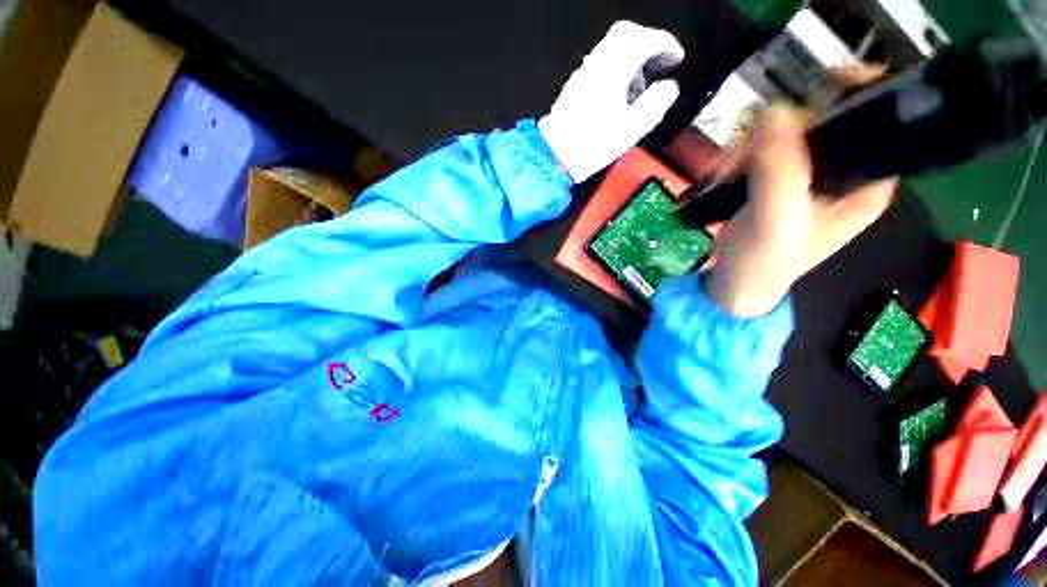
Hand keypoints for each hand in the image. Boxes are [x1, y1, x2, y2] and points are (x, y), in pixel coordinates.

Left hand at [539, 21, 684, 182]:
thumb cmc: (594, 146)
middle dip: (648, 41)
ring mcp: (582, 73)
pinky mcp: (574, 85)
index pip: (643, 40)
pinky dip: (615, 66)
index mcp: (613, 71)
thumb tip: (669, 87)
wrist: (556, 156)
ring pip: (610, 47)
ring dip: (630, 54)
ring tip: (639, 83)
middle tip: (660, 61)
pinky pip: (598, 62)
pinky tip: (618, 91)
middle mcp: (596, 64)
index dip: (665, 44)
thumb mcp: (631, 130)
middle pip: (625, 33)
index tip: (676, 57)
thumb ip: (655, 104)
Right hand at [707, 105, 895, 316]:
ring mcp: (806, 176)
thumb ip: (780, 170)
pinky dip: (738, 156)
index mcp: (866, 184)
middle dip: (786, 126)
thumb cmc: (764, 262)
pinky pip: (762, 149)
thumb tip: (777, 110)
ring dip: (751, 144)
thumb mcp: (776, 220)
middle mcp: (843, 174)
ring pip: (787, 133)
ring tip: (725, 168)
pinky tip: (721, 172)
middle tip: (750, 144)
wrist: (734, 284)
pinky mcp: (775, 180)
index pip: (881, 124)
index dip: (862, 95)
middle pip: (827, 122)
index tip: (826, 83)